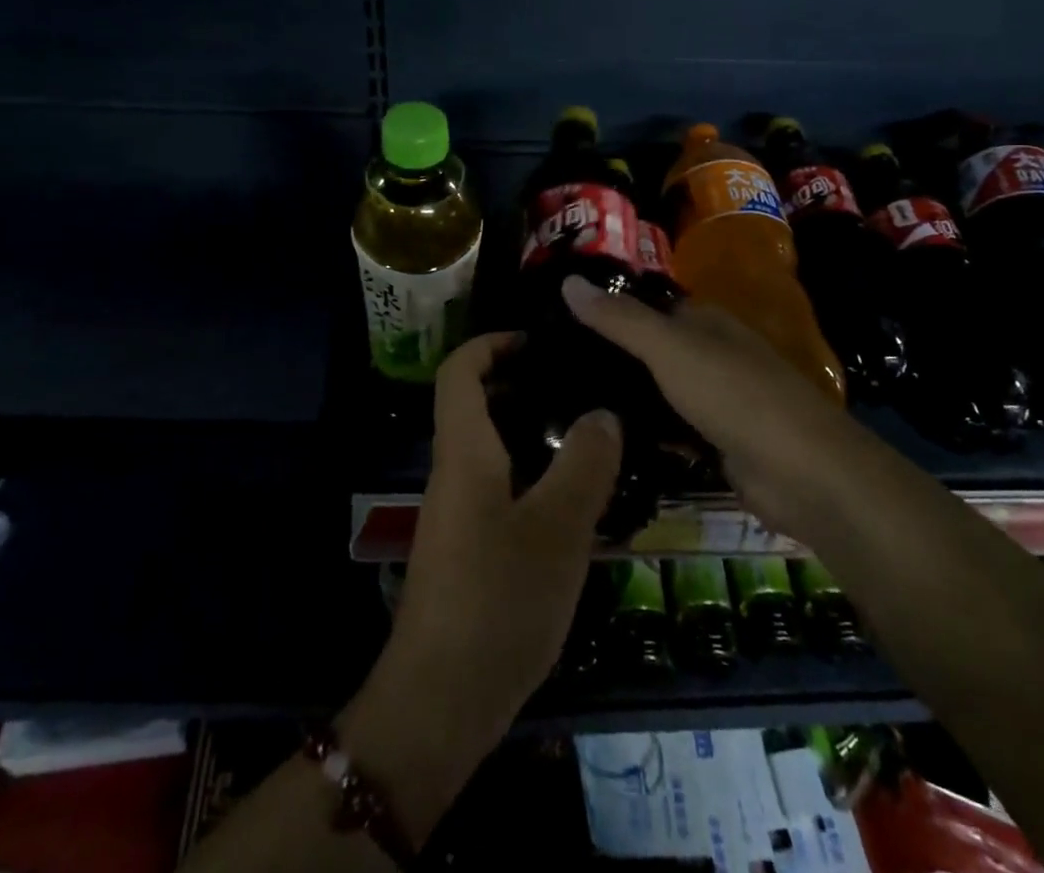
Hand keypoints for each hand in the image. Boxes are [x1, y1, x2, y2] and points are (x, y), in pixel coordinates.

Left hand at [339, 331, 622, 842]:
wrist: (440, 701)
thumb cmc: (497, 600)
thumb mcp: (556, 529)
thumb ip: (583, 465)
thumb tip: (603, 412)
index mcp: (464, 451)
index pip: (460, 370)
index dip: (492, 343)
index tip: (539, 341)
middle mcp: (454, 472)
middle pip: (477, 405)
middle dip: (523, 385)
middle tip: (581, 388)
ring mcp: (458, 514)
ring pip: (493, 450)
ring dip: (534, 434)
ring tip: (593, 439)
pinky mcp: (469, 549)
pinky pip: (501, 490)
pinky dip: (534, 478)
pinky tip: (579, 504)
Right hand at [562, 275, 835, 529]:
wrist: (803, 472)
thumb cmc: (734, 394)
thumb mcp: (669, 347)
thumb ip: (619, 318)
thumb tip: (567, 280)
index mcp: (705, 321)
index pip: (647, 306)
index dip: (608, 310)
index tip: (558, 321)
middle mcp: (712, 354)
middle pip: (651, 350)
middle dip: (611, 358)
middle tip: (552, 369)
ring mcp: (717, 400)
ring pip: (659, 392)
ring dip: (626, 397)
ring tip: (567, 405)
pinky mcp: (718, 443)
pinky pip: (671, 432)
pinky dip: (646, 434)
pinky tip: (606, 441)